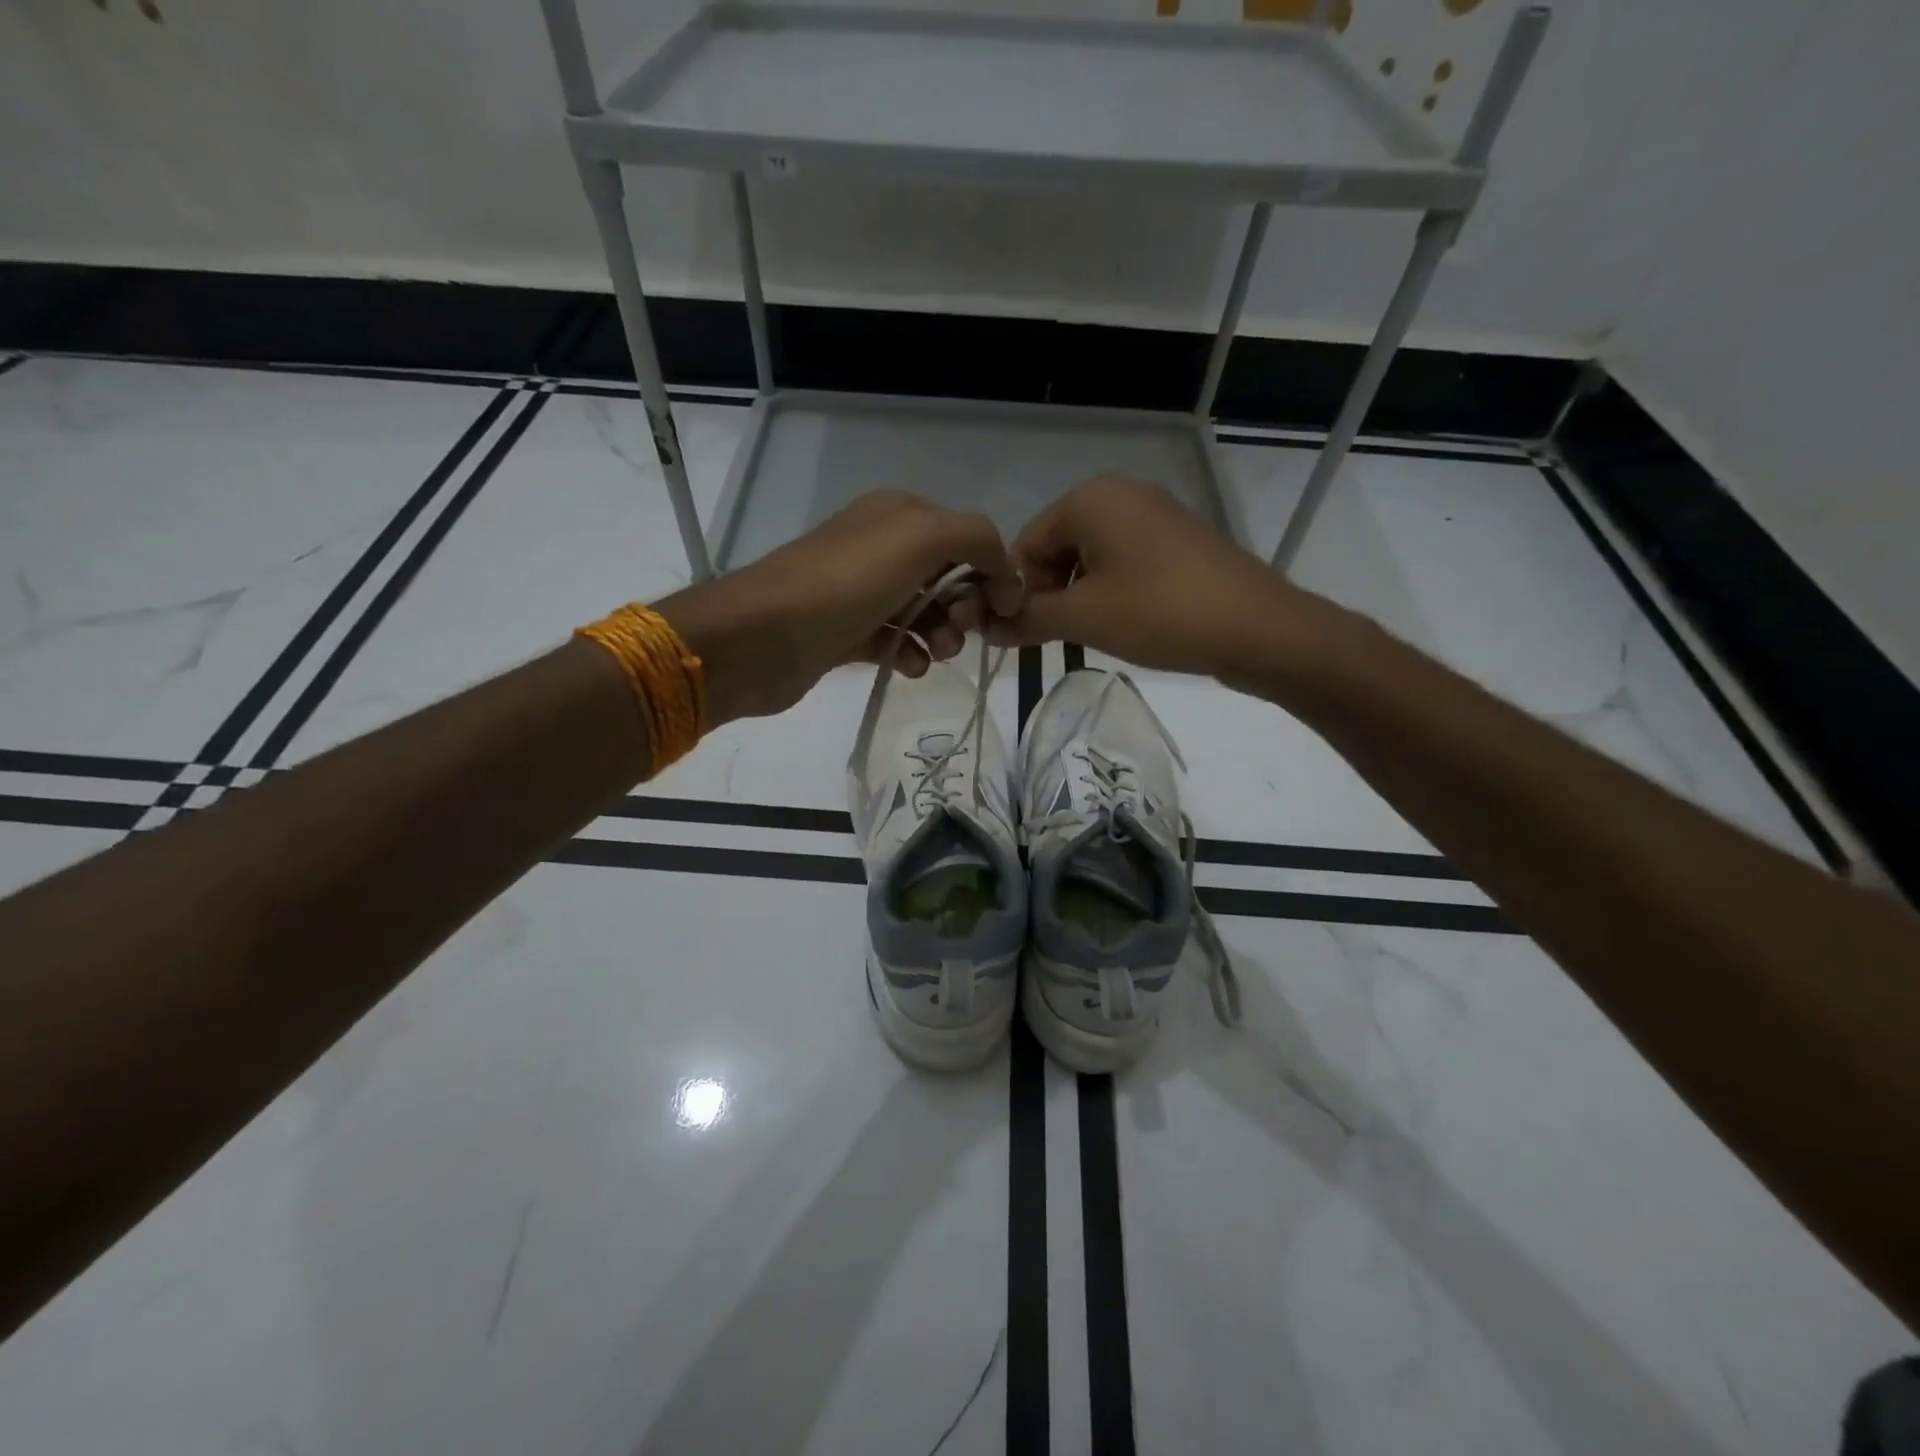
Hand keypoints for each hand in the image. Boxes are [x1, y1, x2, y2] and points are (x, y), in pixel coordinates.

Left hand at [656, 491, 1022, 724]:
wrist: (761, 637)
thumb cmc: (845, 583)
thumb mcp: (919, 539)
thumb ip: (976, 538)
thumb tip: (1004, 571)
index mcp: (899, 514)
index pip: (966, 536)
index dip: (992, 570)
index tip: (1006, 609)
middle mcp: (881, 547)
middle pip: (948, 576)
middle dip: (965, 605)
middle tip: (962, 631)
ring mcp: (861, 592)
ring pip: (924, 611)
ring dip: (943, 634)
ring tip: (938, 654)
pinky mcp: (847, 633)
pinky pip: (895, 641)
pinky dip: (910, 654)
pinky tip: (908, 667)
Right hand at [989, 475, 1340, 686]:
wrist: (1257, 627)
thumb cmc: (1159, 612)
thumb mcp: (1083, 618)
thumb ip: (1028, 619)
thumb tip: (986, 627)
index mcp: (1090, 498)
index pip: (1026, 545)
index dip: (1017, 591)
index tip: (1020, 634)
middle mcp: (1121, 494)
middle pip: (1057, 548)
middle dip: (1048, 593)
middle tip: (1055, 637)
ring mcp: (1155, 514)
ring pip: (1091, 558)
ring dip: (1078, 597)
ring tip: (1090, 635)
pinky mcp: (1178, 540)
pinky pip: (1124, 561)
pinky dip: (1110, 591)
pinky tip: (1123, 623)